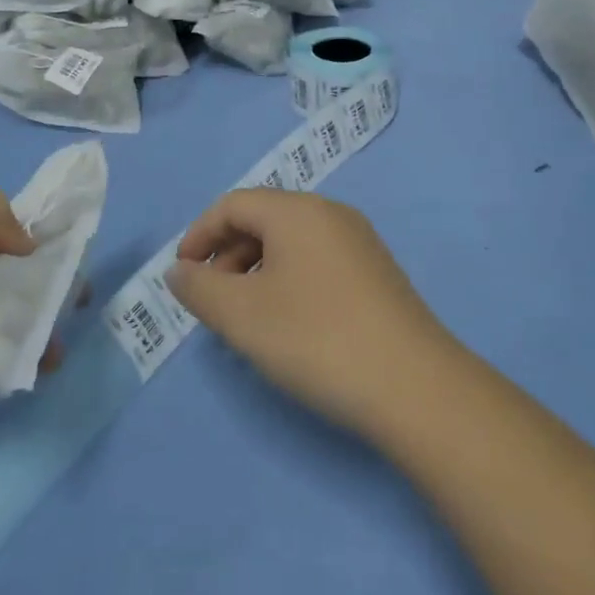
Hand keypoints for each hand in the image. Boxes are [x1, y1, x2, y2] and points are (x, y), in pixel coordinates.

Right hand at [169, 189, 451, 433]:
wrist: (416, 389)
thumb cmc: (316, 339)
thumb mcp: (241, 315)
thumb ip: (198, 288)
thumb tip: (178, 271)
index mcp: (296, 211)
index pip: (232, 205)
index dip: (199, 235)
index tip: (182, 275)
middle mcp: (330, 214)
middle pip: (263, 219)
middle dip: (227, 255)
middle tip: (213, 300)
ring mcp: (360, 243)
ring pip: (291, 243)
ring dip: (256, 270)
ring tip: (246, 316)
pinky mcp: (378, 274)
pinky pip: (317, 262)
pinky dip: (288, 281)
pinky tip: (288, 323)